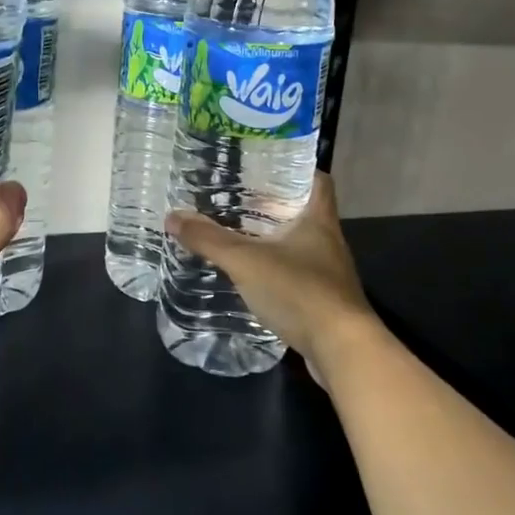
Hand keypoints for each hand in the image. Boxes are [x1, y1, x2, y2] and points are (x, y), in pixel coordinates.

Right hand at [164, 173, 382, 388]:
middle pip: (304, 211)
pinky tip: (253, 276)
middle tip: (238, 198)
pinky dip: (277, 270)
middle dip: (274, 204)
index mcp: (319, 219)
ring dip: (274, 239)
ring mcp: (329, 273)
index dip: (297, 168)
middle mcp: (329, 240)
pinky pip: (298, 274)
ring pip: (300, 244)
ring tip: (239, 234)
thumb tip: (172, 217)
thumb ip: (209, 239)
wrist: (341, 350)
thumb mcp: (246, 261)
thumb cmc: (299, 291)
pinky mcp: (324, 301)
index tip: (267, 165)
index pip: (318, 179)